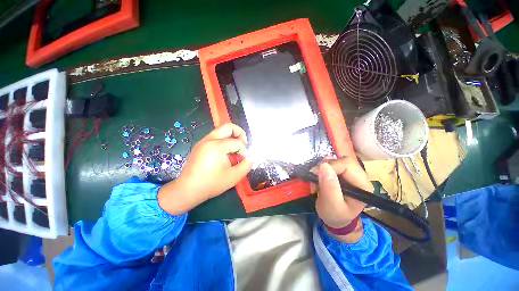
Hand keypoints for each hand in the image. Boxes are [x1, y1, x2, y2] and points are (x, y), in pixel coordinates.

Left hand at [158, 123, 252, 214]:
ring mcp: (203, 142)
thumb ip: (246, 166)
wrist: (187, 190)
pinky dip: (224, 141)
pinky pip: (215, 137)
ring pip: (221, 131)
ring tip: (235, 150)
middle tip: (244, 143)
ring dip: (231, 137)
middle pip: (228, 127)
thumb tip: (250, 159)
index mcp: (217, 146)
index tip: (243, 160)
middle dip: (240, 133)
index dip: (244, 151)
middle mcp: (209, 140)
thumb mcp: (233, 177)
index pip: (237, 142)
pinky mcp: (200, 146)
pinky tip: (225, 153)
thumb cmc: (211, 184)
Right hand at [311, 156, 373, 242]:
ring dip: (321, 168)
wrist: (336, 219)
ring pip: (334, 160)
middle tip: (314, 177)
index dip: (330, 166)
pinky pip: (330, 163)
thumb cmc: (335, 215)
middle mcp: (360, 176)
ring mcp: (351, 173)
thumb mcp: (332, 205)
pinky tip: (319, 178)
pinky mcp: (342, 172)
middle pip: (341, 160)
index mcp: (362, 184)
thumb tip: (324, 166)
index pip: (347, 164)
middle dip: (324, 167)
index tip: (315, 174)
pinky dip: (321, 168)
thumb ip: (329, 187)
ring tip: (317, 181)